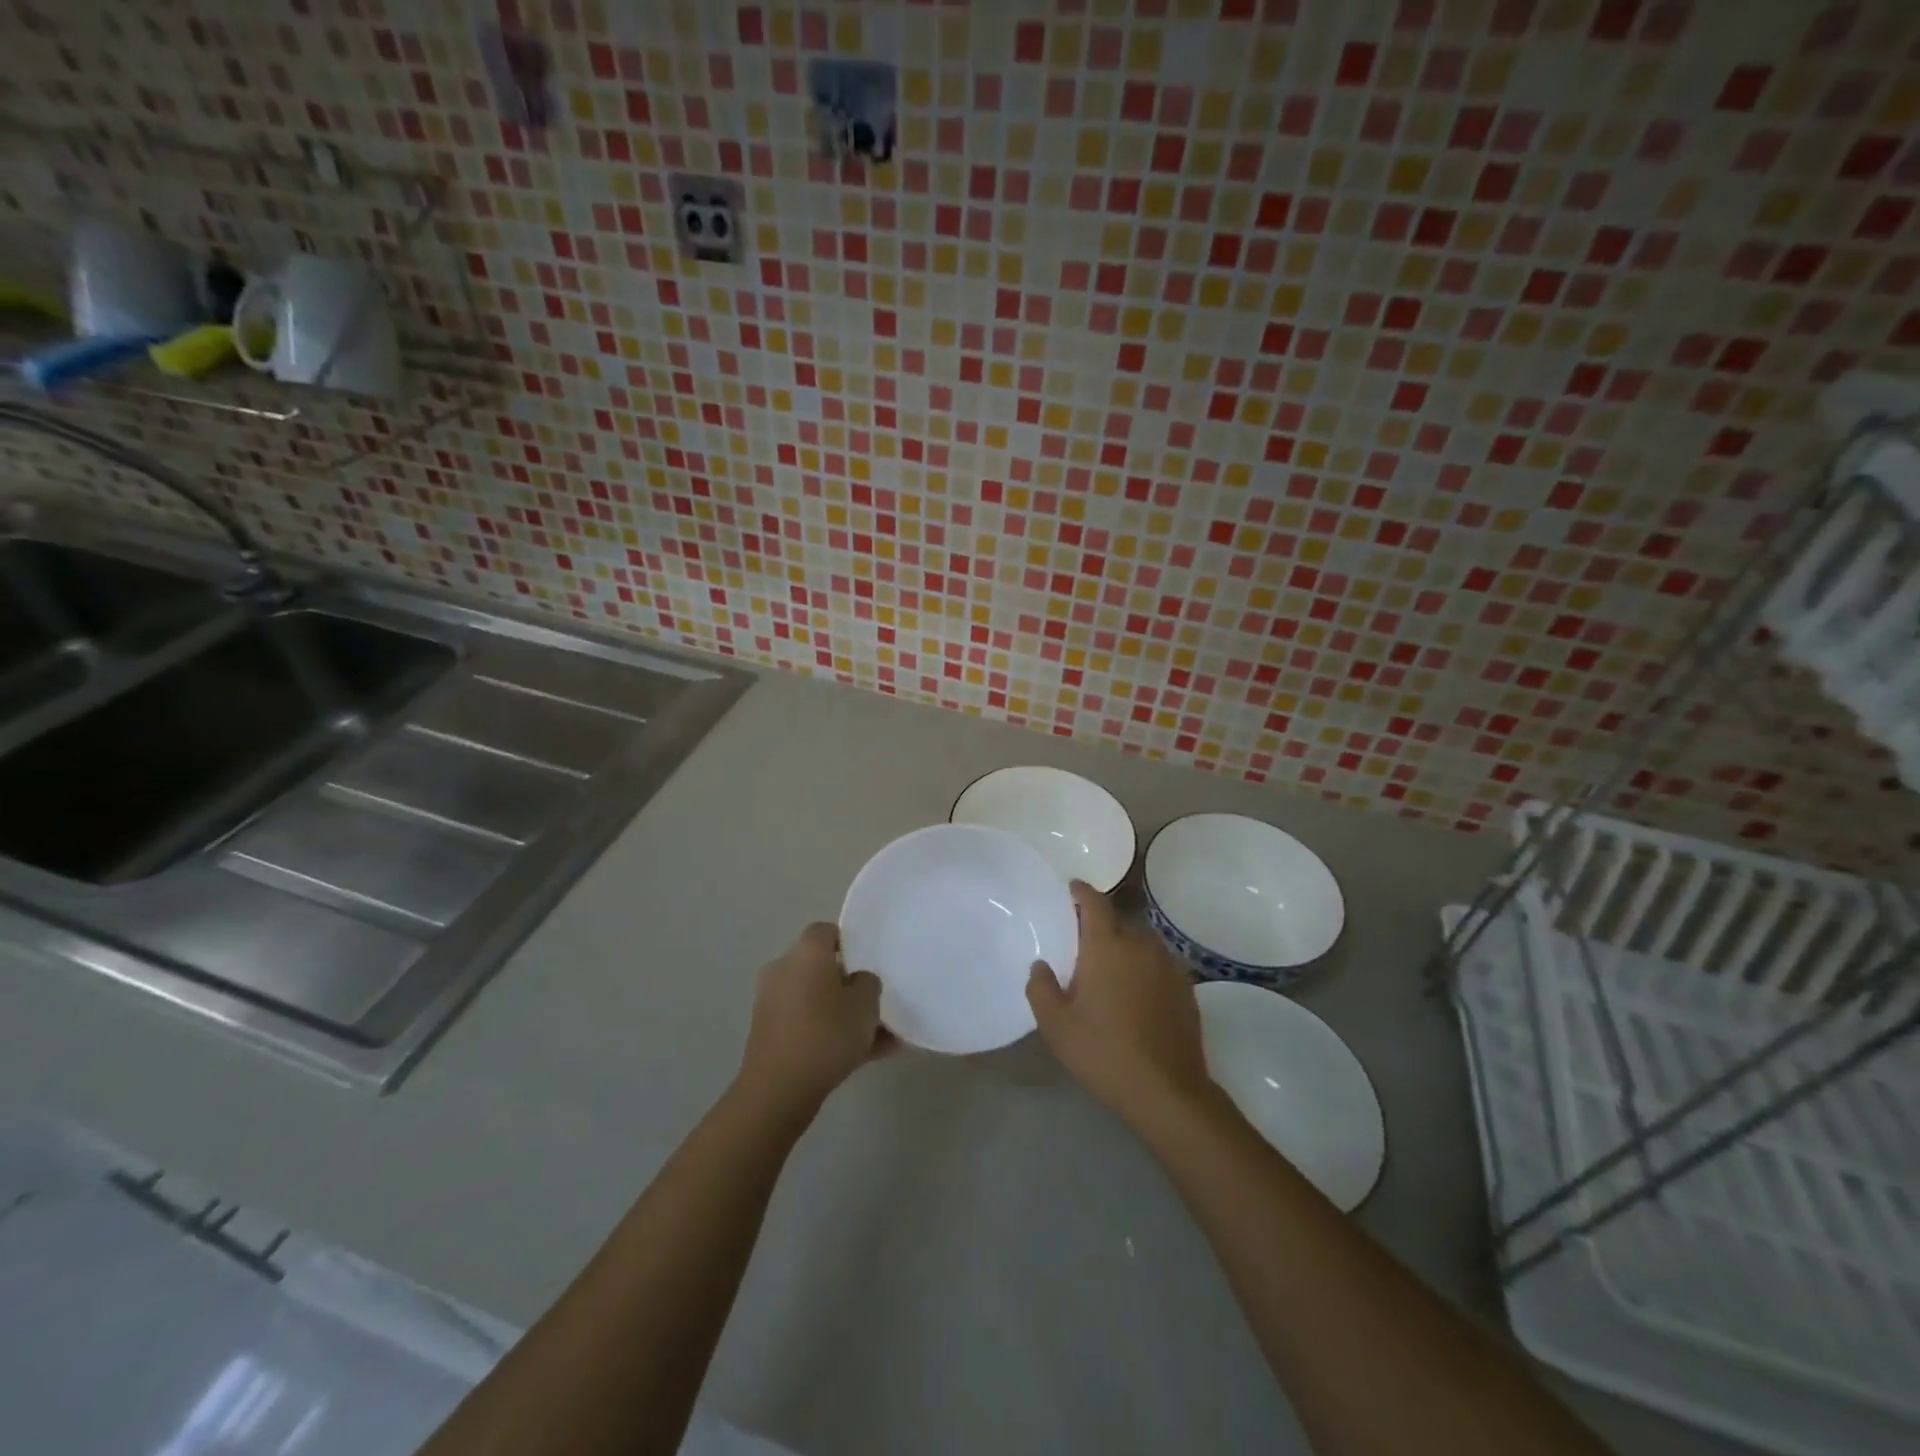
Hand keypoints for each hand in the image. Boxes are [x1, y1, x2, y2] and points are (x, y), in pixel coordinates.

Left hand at [739, 922, 889, 1111]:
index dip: (850, 943)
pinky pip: (807, 1023)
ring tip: (881, 1038)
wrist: (778, 1090)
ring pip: (818, 1000)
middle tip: (877, 1003)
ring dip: (844, 1014)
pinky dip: (830, 1034)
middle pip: (822, 968)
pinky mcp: (769, 1033)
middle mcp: (783, 969)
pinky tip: (864, 1057)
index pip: (827, 931)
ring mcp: (772, 1002)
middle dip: (850, 985)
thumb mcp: (866, 1005)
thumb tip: (858, 981)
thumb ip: (868, 984)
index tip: (871, 963)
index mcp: (805, 952)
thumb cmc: (826, 1034)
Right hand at [1027, 881, 1212, 1125]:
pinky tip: (1138, 994)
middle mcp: (1140, 945)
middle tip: (1085, 943)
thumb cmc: (1103, 1051)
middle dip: (1102, 925)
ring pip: (1142, 942)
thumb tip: (1040, 966)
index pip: (1094, 902)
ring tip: (1112, 969)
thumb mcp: (1056, 1025)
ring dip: (1126, 947)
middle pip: (1120, 921)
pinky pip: (1160, 964)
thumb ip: (1041, 988)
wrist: (1167, 1090)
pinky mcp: (1186, 988)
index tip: (1072, 889)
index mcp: (1106, 946)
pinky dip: (1146, 968)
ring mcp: (1168, 965)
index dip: (1082, 892)